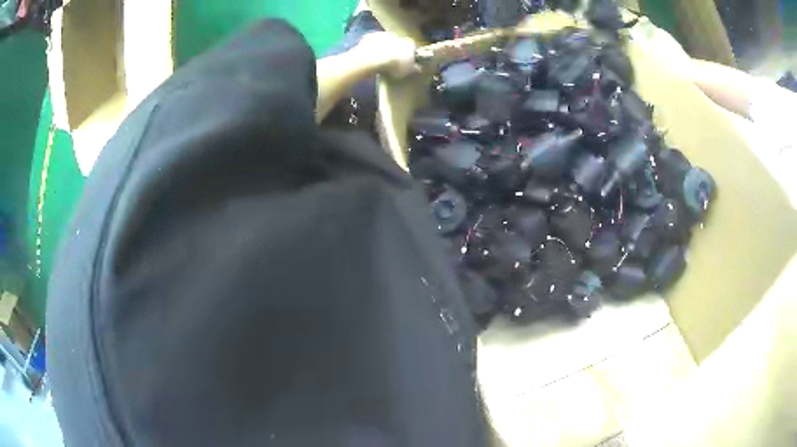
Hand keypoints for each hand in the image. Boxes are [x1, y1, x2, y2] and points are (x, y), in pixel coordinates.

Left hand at [355, 32, 418, 77]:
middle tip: (390, 60)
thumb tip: (418, 68)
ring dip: (383, 47)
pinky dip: (372, 46)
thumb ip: (413, 68)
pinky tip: (369, 55)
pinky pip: (372, 41)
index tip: (404, 61)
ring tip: (379, 58)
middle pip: (398, 42)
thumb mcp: (406, 71)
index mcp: (409, 44)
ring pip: (385, 40)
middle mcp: (398, 36)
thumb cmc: (393, 66)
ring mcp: (383, 35)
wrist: (373, 59)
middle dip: (395, 49)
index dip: (408, 54)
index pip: (412, 47)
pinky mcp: (370, 36)